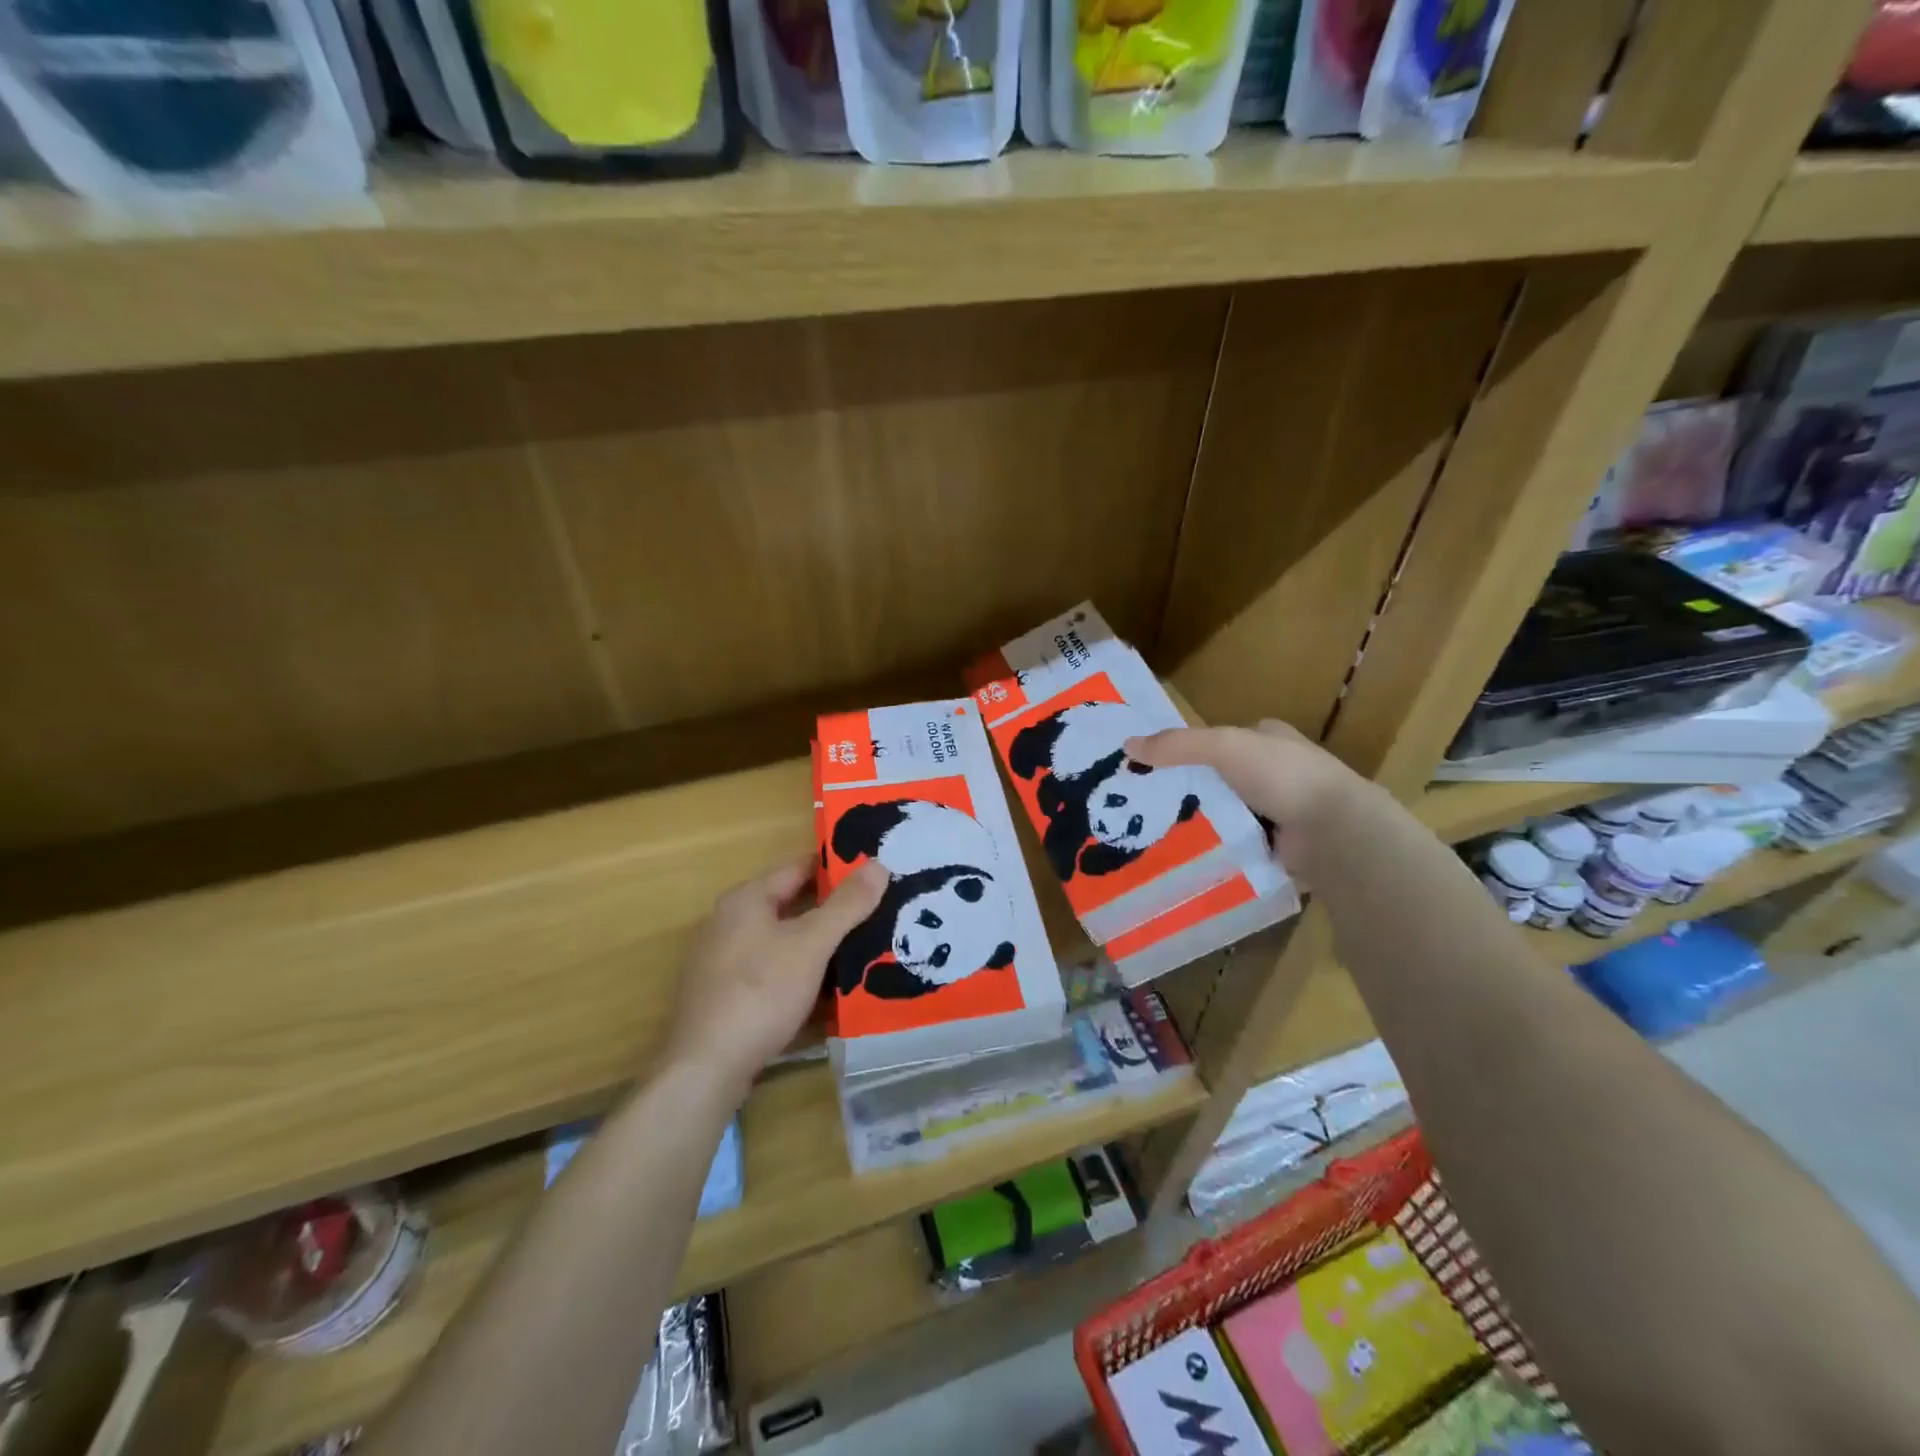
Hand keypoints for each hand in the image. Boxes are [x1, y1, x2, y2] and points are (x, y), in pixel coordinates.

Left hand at [667, 859, 888, 1101]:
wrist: (706, 1068)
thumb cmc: (760, 992)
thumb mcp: (811, 944)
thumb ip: (847, 905)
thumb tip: (879, 864)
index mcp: (746, 899)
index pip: (800, 868)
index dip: (838, 869)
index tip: (876, 873)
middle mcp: (729, 922)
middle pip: (792, 907)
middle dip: (834, 912)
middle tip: (881, 912)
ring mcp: (725, 962)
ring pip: (785, 943)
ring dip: (820, 947)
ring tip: (867, 950)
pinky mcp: (727, 996)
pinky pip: (774, 974)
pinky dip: (803, 975)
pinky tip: (832, 991)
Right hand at [1124, 720, 1370, 872]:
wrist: (1333, 831)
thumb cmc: (1281, 776)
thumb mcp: (1223, 747)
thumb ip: (1177, 745)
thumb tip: (1127, 745)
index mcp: (1270, 739)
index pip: (1222, 741)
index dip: (1191, 751)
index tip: (1156, 768)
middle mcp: (1278, 773)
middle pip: (1221, 780)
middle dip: (1193, 792)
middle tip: (1150, 806)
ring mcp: (1282, 812)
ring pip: (1228, 815)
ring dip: (1204, 824)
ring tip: (1158, 835)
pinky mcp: (1282, 847)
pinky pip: (1239, 845)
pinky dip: (1219, 850)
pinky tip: (1188, 858)